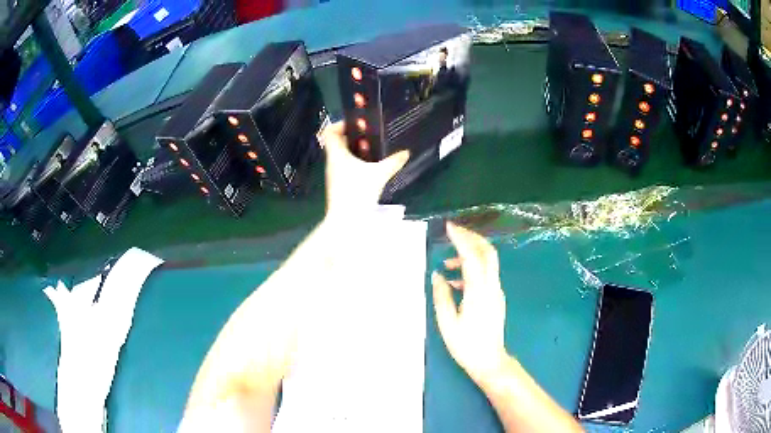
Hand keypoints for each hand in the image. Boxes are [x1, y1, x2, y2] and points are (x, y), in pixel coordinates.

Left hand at [320, 121, 408, 215]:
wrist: (346, 221)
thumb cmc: (358, 192)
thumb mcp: (379, 175)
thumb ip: (393, 162)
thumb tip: (406, 153)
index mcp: (337, 154)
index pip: (329, 132)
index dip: (340, 124)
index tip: (356, 125)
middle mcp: (332, 162)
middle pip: (337, 143)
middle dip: (353, 137)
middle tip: (370, 137)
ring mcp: (334, 175)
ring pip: (342, 156)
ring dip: (355, 151)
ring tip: (373, 151)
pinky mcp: (339, 186)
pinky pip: (345, 167)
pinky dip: (356, 164)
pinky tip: (370, 168)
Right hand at [432, 222, 507, 384]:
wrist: (489, 361)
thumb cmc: (466, 345)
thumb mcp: (447, 322)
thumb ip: (441, 296)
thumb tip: (437, 275)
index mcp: (478, 291)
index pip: (472, 256)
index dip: (461, 239)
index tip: (449, 227)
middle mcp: (491, 286)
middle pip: (487, 252)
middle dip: (471, 237)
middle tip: (453, 232)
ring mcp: (496, 291)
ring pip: (488, 262)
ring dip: (470, 254)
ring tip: (447, 263)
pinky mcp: (495, 297)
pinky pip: (485, 274)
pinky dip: (472, 269)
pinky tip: (455, 282)